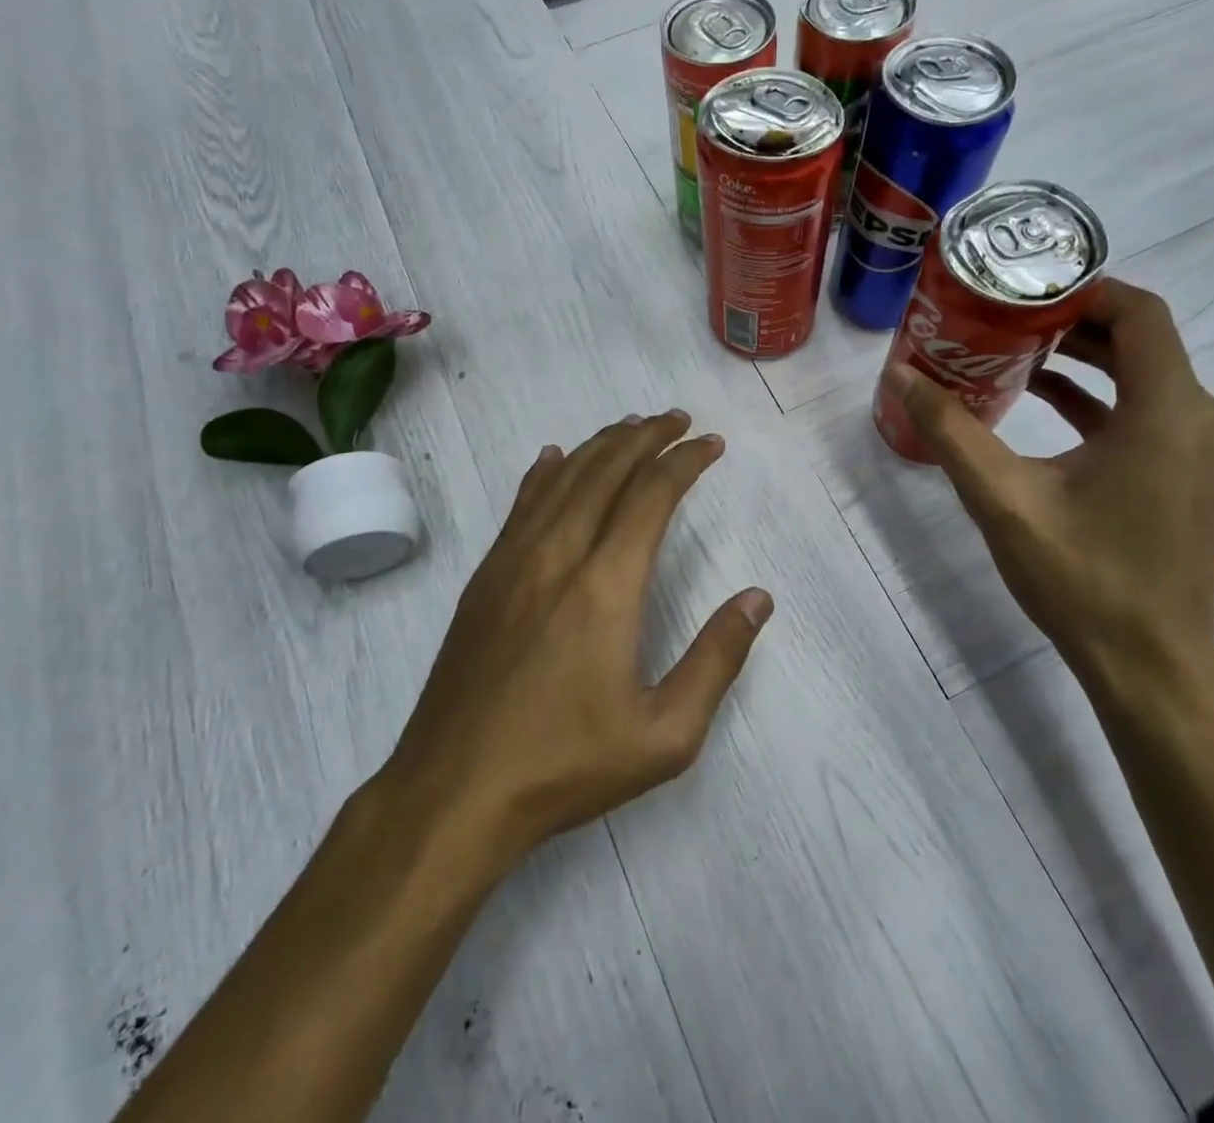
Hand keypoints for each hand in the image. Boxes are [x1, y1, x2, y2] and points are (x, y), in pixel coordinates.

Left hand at [387, 410, 773, 866]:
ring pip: (562, 479)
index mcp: (606, 585)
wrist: (454, 792)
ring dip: (600, 446)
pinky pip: (520, 506)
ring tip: (630, 427)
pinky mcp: (484, 579)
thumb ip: (717, 659)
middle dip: (646, 437)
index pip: (652, 496)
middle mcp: (558, 555)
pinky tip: (553, 459)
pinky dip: (544, 473)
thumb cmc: (566, 765)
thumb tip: (758, 598)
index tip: (711, 444)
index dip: (685, 462)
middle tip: (677, 420)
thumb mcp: (665, 733)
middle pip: (606, 471)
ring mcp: (513, 562)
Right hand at [884, 279, 1213, 698]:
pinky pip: (1147, 411)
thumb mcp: (1002, 498)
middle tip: (1003, 315)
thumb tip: (899, 375)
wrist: (1148, 664)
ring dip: (1084, 359)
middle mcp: (1201, 417)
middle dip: (1071, 321)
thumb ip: (949, 429)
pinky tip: (1041, 401)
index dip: (1082, 289)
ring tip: (1013, 351)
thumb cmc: (1081, 577)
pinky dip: (1098, 398)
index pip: (1139, 313)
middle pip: (1140, 340)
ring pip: (1144, 375)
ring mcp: (1203, 448)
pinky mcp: (1191, 473)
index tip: (1022, 287)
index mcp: (1168, 411)